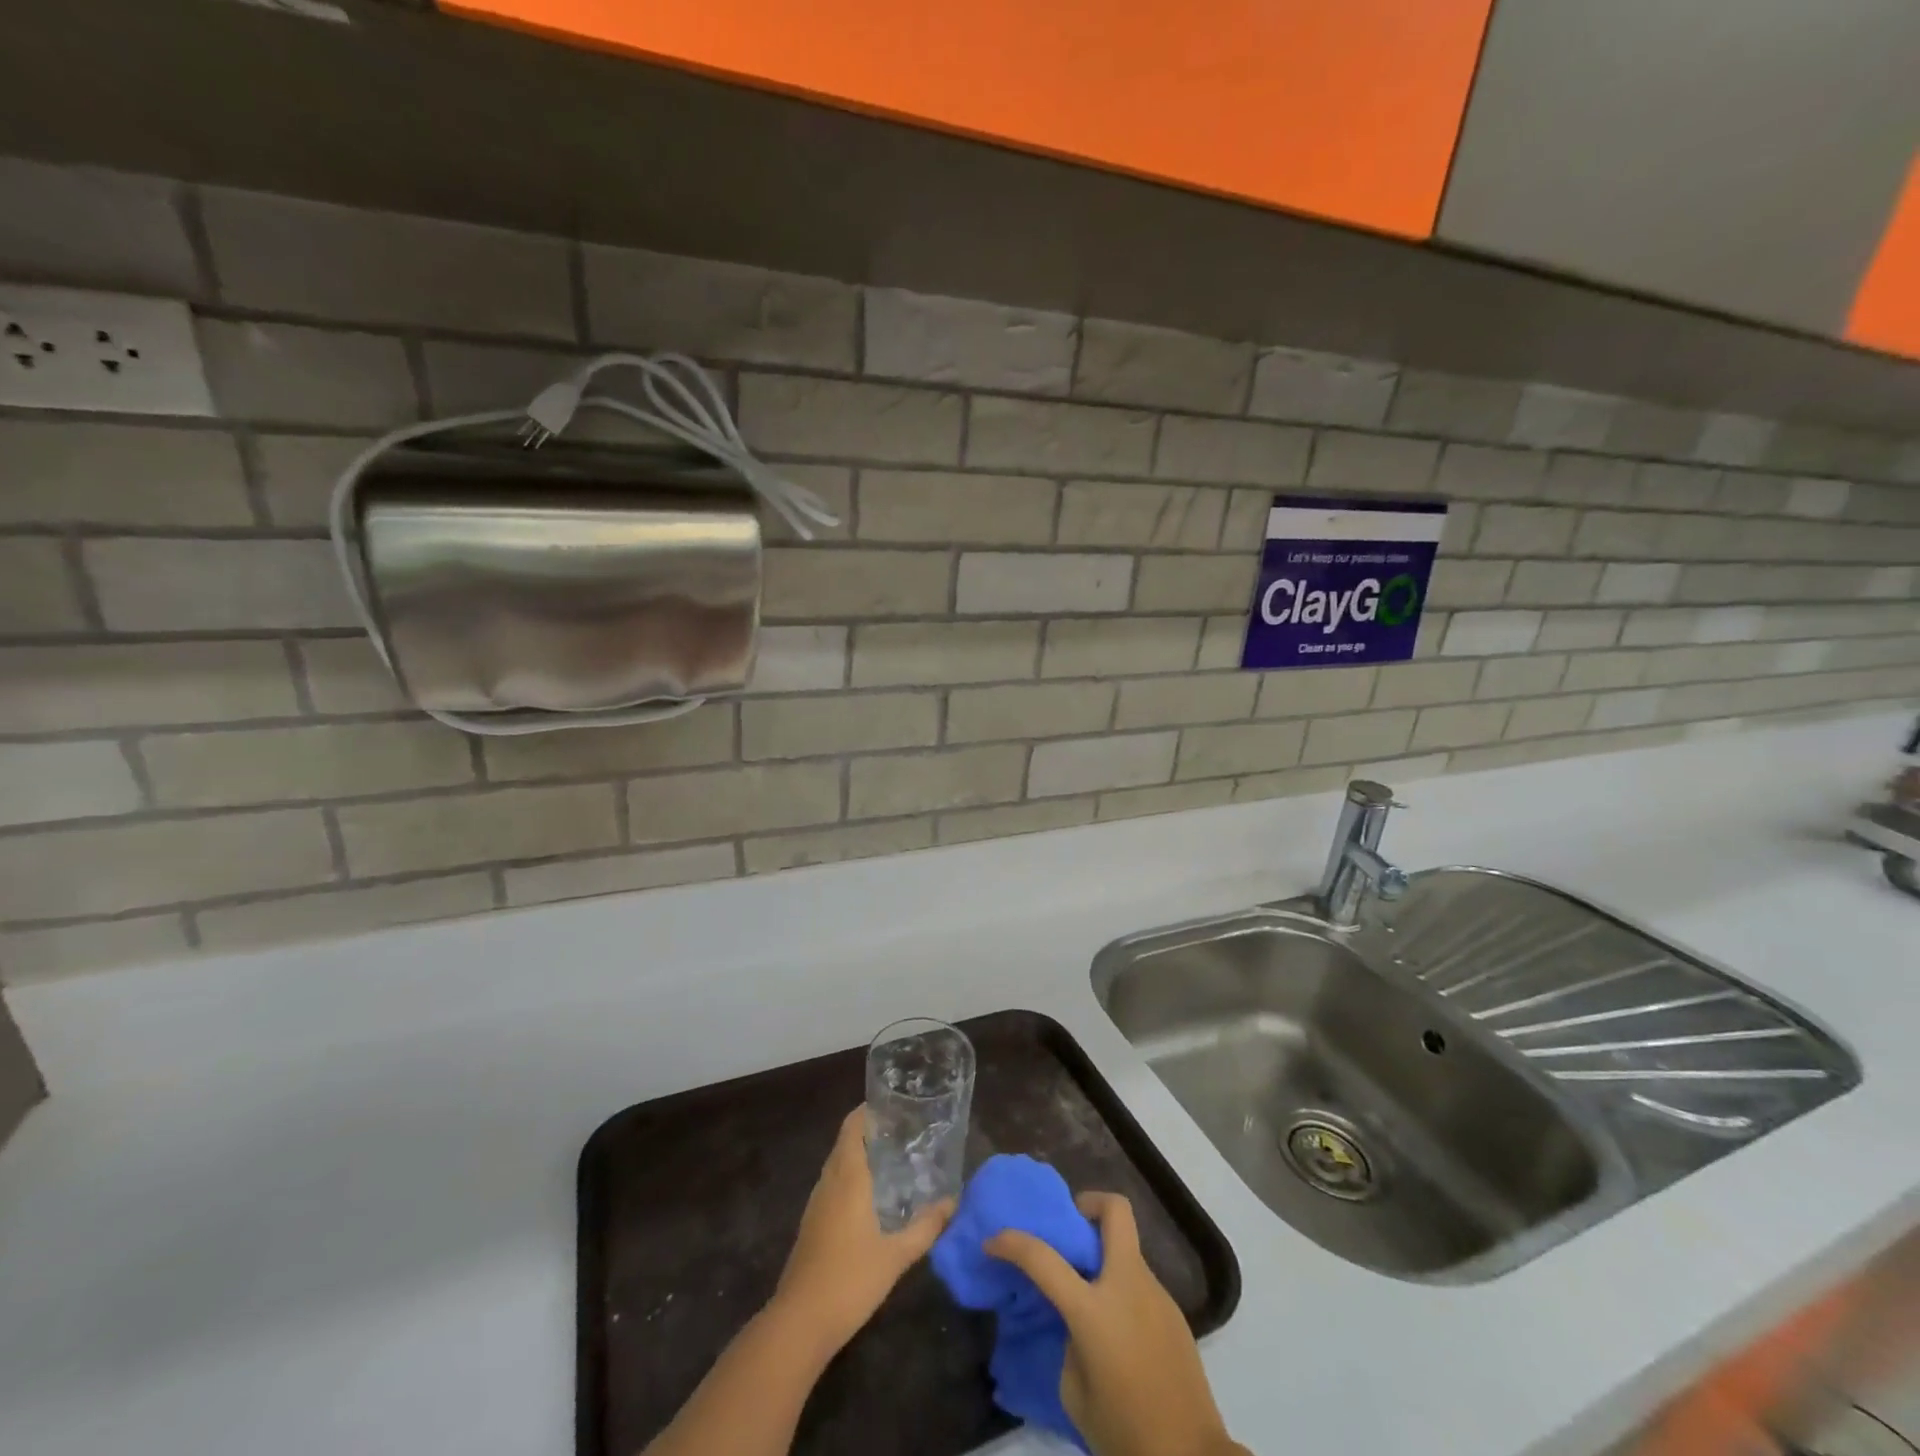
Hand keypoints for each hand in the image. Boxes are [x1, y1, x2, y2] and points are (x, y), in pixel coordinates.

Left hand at [770, 1108, 954, 1356]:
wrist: (800, 1323)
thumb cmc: (850, 1279)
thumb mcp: (897, 1255)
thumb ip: (926, 1226)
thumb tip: (954, 1201)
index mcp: (847, 1177)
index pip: (853, 1126)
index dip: (869, 1111)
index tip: (895, 1106)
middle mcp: (829, 1181)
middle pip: (846, 1142)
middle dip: (871, 1132)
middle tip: (904, 1132)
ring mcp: (817, 1203)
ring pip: (838, 1164)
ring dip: (860, 1155)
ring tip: (894, 1159)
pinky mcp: (812, 1224)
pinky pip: (834, 1186)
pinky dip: (852, 1178)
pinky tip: (873, 1198)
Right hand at [987, 1192, 1244, 1455]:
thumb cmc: (1125, 1431)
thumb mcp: (1075, 1393)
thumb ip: (1069, 1342)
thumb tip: (1075, 1322)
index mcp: (1094, 1310)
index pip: (1043, 1259)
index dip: (1011, 1243)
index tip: (993, 1241)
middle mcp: (1127, 1286)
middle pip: (1115, 1210)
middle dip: (1089, 1203)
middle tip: (1070, 1228)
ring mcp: (1156, 1294)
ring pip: (1127, 1247)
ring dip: (1105, 1254)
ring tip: (1090, 1291)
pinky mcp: (1174, 1311)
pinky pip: (1140, 1281)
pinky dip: (1121, 1286)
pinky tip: (1117, 1327)